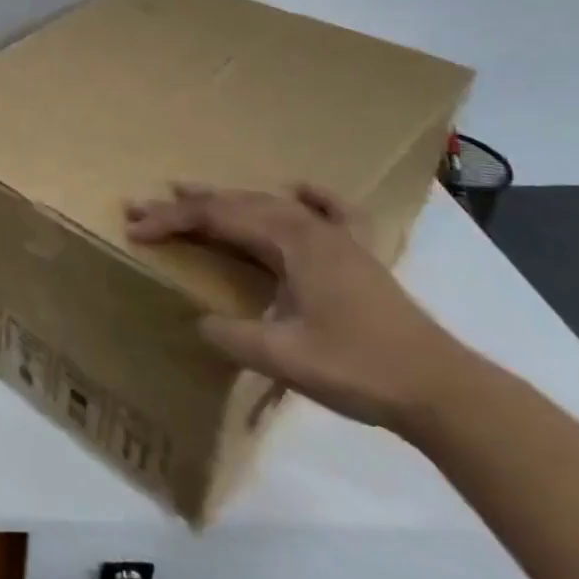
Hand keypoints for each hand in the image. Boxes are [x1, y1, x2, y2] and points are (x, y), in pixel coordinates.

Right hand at [124, 182, 473, 428]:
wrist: (443, 390)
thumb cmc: (361, 368)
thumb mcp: (285, 358)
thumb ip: (234, 336)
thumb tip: (199, 321)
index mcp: (291, 241)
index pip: (216, 218)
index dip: (171, 221)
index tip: (135, 230)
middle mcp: (310, 228)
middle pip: (236, 205)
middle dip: (185, 206)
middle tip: (142, 207)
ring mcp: (336, 239)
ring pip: (269, 205)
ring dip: (225, 200)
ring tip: (188, 190)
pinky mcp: (357, 257)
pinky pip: (331, 213)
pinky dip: (312, 198)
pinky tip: (301, 188)